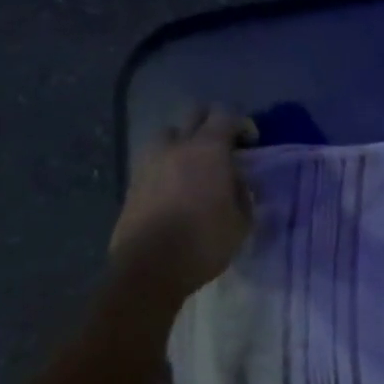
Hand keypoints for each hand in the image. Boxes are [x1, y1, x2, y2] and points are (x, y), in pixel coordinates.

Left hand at [110, 107, 255, 289]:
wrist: (148, 270)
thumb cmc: (203, 243)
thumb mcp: (241, 222)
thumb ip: (244, 194)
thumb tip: (238, 182)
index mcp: (208, 150)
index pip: (227, 115)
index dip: (242, 123)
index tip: (251, 143)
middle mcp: (177, 147)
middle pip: (195, 113)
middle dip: (212, 122)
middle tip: (224, 145)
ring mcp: (150, 162)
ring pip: (169, 133)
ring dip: (184, 140)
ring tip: (194, 162)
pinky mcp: (133, 182)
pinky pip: (153, 158)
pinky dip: (167, 162)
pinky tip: (175, 184)